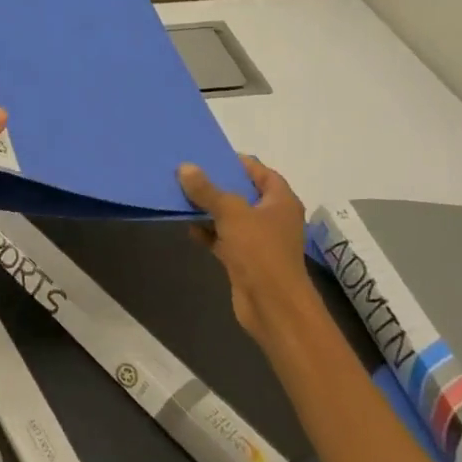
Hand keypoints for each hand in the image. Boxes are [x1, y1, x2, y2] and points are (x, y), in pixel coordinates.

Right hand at [179, 155, 320, 347]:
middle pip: (242, 193)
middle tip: (187, 173)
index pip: (260, 172)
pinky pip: (222, 238)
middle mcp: (271, 218)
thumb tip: (185, 168)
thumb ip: (207, 190)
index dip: (237, 162)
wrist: (272, 305)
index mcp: (280, 201)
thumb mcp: (231, 212)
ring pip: (229, 216)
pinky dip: (207, 232)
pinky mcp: (244, 259)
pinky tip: (188, 227)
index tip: (208, 156)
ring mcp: (258, 240)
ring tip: (181, 195)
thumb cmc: (260, 251)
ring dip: (208, 209)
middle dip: (216, 184)